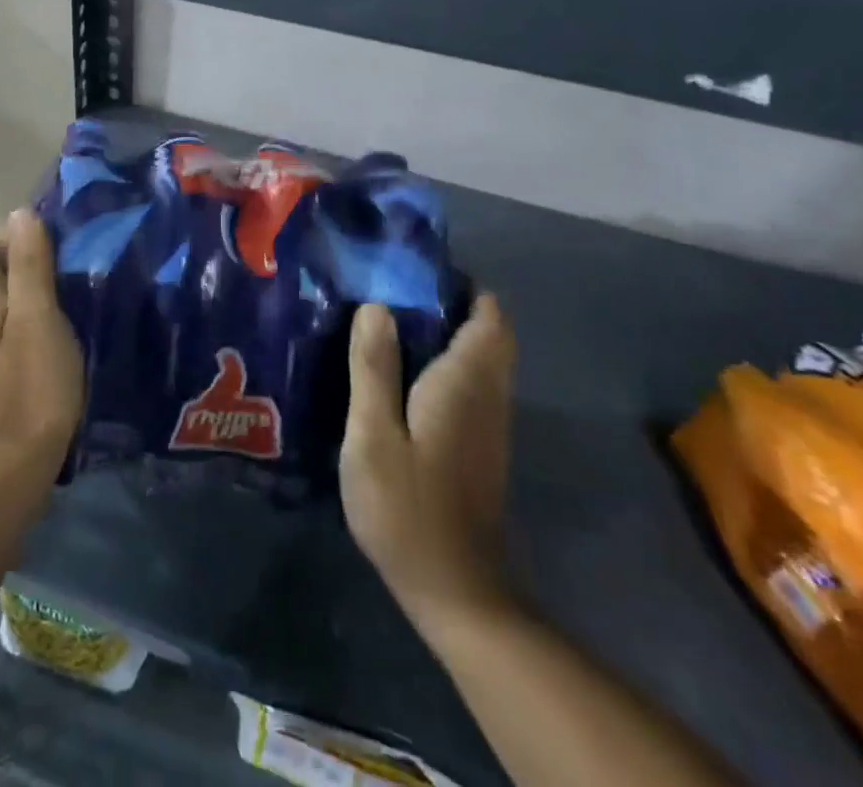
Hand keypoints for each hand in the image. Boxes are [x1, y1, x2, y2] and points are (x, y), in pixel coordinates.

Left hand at [0, 210, 84, 506]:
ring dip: (27, 298)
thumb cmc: (32, 388)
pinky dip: (26, 327)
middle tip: (65, 280)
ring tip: (65, 308)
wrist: (14, 470)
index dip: (14, 240)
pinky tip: (52, 344)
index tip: (52, 254)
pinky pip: (5, 335)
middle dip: (24, 267)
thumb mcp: (37, 319)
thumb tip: (19, 214)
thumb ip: (29, 266)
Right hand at [341, 295, 517, 620]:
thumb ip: (374, 367)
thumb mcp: (372, 435)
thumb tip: (376, 306)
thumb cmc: (407, 507)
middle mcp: (487, 395)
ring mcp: (489, 424)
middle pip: (490, 333)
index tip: (417, 271)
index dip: (463, 286)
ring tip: (391, 321)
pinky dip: (448, 363)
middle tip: (396, 291)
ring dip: (450, 332)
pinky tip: (404, 372)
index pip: (489, 317)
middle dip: (454, 304)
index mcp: (465, 382)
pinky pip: (474, 384)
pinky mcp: (481, 446)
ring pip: (483, 359)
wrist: (455, 591)